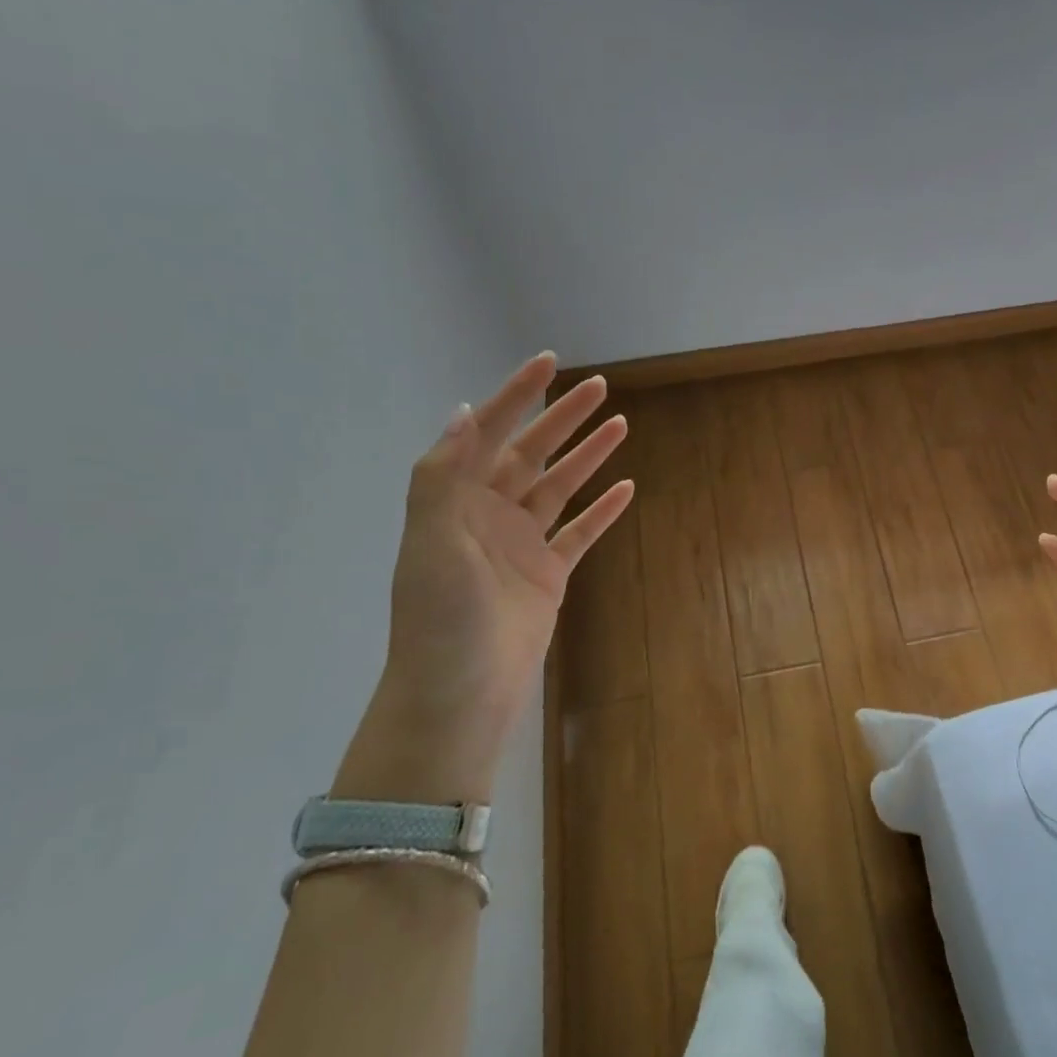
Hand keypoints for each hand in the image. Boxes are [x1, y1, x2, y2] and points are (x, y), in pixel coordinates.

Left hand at [335, 353, 633, 803]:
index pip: (487, 433)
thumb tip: (462, 412)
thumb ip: (443, 477)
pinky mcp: (548, 574)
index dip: (516, 396)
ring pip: (559, 487)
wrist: (459, 694)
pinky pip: (580, 533)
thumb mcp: (431, 542)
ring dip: (587, 456)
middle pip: (531, 453)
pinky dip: (602, 511)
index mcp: (456, 502)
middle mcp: (488, 515)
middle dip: (562, 418)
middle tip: (600, 387)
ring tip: (620, 425)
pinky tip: (626, 489)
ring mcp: (520, 545)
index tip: (548, 362)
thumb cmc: (441, 619)